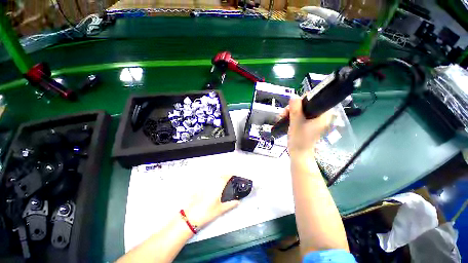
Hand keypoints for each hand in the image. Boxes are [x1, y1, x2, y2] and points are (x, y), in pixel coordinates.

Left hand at [184, 175, 239, 228]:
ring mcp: (205, 184)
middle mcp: (212, 183)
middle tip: (229, 181)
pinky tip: (212, 189)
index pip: (226, 176)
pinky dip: (213, 183)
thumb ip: (230, 204)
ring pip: (214, 178)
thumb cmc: (206, 212)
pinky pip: (209, 182)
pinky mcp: (200, 187)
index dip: (231, 174)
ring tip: (222, 185)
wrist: (191, 216)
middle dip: (225, 177)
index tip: (234, 175)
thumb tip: (237, 202)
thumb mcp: (220, 209)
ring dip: (219, 179)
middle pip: (220, 176)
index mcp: (218, 186)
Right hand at [280, 96, 332, 157]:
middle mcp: (321, 116)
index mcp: (323, 115)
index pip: (315, 99)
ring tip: (283, 116)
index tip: (292, 106)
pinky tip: (285, 118)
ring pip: (302, 109)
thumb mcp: (296, 123)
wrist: (299, 154)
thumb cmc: (299, 140)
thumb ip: (295, 109)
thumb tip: (293, 96)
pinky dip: (293, 115)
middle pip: (307, 104)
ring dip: (291, 111)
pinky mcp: (309, 123)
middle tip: (285, 113)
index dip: (302, 100)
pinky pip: (301, 115)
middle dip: (294, 107)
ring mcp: (315, 120)